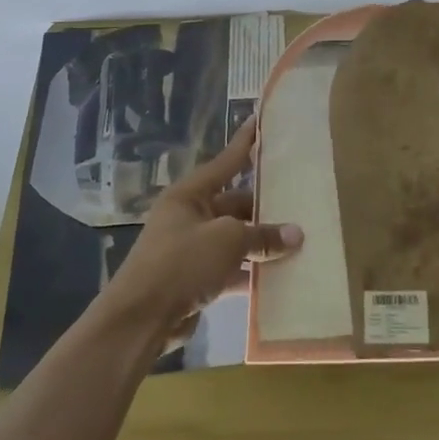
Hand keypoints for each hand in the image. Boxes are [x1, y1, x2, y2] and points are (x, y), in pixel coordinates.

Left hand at [99, 117, 303, 347]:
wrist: (140, 320)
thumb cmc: (181, 263)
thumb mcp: (228, 241)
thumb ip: (263, 236)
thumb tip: (296, 234)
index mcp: (190, 194)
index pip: (225, 161)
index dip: (245, 142)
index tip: (261, 119)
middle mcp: (188, 216)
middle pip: (233, 203)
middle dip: (263, 206)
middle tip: (298, 199)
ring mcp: (190, 249)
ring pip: (234, 237)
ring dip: (260, 242)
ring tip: (297, 238)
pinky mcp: (193, 280)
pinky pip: (229, 268)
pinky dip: (250, 271)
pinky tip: (278, 275)